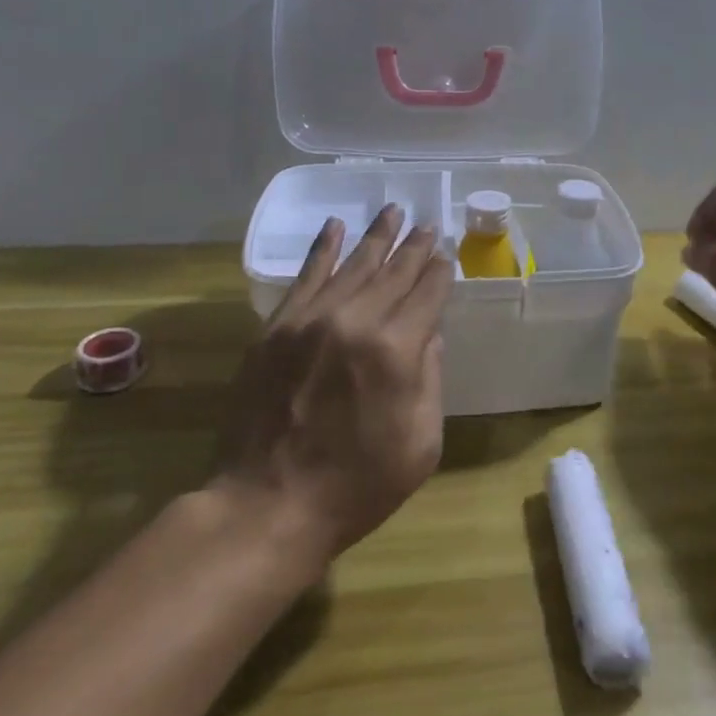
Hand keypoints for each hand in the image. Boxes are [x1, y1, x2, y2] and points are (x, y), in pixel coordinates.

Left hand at [214, 205, 452, 561]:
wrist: (269, 504)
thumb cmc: (358, 484)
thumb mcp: (421, 442)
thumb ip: (430, 379)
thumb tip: (429, 335)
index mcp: (397, 350)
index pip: (427, 295)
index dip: (440, 272)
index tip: (446, 255)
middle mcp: (356, 322)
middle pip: (394, 272)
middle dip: (415, 247)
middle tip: (428, 223)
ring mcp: (311, 321)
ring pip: (352, 265)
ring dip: (376, 237)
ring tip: (393, 211)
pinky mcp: (276, 328)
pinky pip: (305, 276)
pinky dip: (322, 248)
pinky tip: (335, 227)